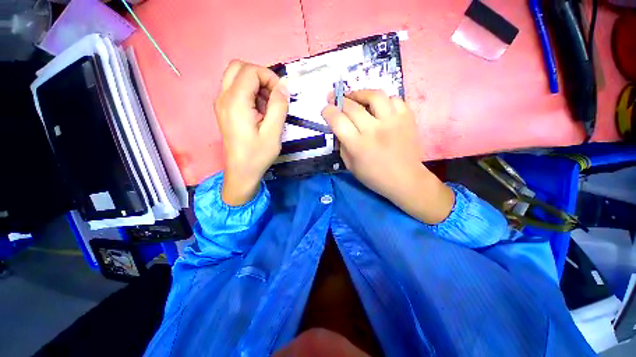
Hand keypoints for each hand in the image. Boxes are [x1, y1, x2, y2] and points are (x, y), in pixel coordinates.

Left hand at [215, 60, 288, 205]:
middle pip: (238, 66)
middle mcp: (224, 97)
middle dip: (258, 73)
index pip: (251, 71)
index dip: (269, 77)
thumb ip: (279, 104)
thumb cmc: (256, 155)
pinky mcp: (222, 107)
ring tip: (264, 101)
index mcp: (235, 102)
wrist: (239, 172)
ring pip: (234, 74)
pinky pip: (233, 86)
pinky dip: (246, 88)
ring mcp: (220, 102)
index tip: (279, 94)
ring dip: (252, 80)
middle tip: (269, 91)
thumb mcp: (274, 132)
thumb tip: (284, 86)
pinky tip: (256, 107)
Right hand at [322, 90, 453, 223]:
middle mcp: (376, 130)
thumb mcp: (351, 166)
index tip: (327, 109)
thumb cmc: (377, 177)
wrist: (408, 180)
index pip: (338, 120)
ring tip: (358, 98)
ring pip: (375, 95)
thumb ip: (342, 144)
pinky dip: (386, 100)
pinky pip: (395, 99)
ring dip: (362, 94)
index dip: (328, 111)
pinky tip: (381, 107)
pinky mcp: (408, 118)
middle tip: (336, 100)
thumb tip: (337, 124)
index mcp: (359, 146)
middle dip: (340, 100)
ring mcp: (394, 122)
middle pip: (352, 106)